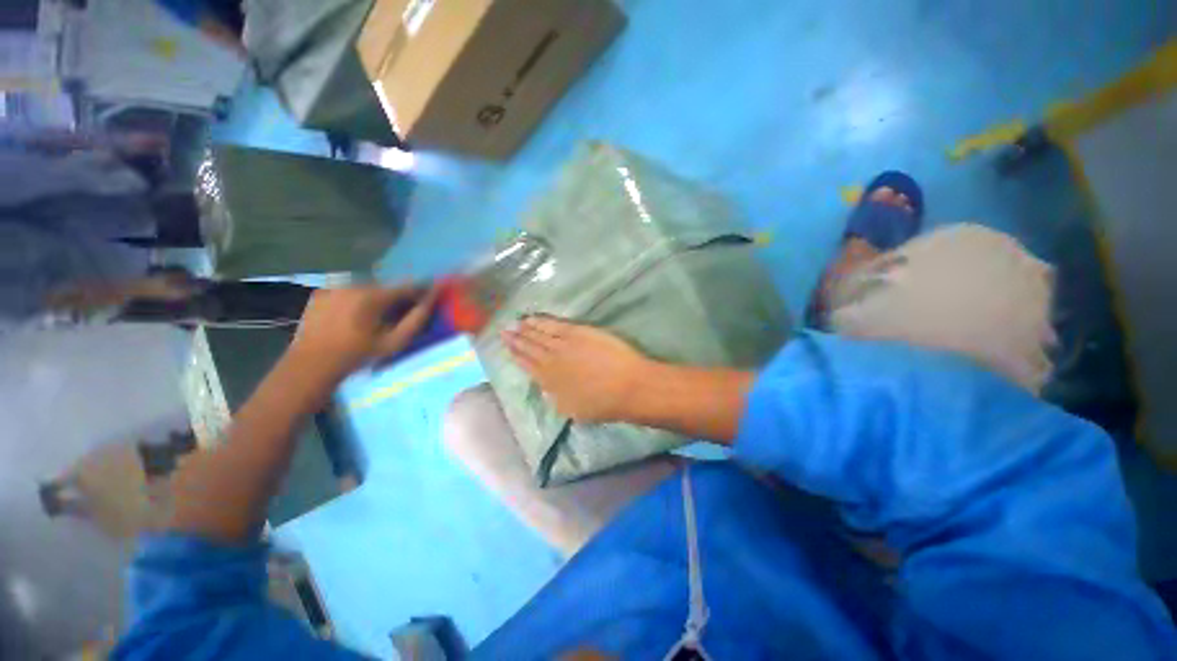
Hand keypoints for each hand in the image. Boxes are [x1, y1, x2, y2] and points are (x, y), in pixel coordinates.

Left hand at [291, 285, 438, 378]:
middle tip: (402, 312)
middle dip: (397, 297)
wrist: (310, 365)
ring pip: (367, 288)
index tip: (433, 292)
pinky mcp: (320, 293)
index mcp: (372, 296)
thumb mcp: (394, 342)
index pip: (407, 286)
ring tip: (377, 316)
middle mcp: (353, 284)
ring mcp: (334, 287)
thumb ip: (416, 319)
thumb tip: (432, 300)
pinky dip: (356, 300)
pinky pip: (347, 292)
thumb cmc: (357, 356)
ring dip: (377, 298)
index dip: (422, 289)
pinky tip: (354, 317)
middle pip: (386, 287)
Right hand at [503, 317, 654, 422]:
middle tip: (504, 330)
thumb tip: (545, 387)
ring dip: (525, 328)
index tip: (507, 348)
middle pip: (530, 348)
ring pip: (539, 335)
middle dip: (516, 339)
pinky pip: (553, 325)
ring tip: (515, 323)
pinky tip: (532, 318)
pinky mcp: (577, 332)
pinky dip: (541, 321)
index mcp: (549, 383)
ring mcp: (564, 345)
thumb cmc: (604, 404)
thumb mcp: (572, 410)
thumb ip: (555, 397)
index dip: (516, 356)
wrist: (627, 386)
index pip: (528, 366)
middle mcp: (551, 362)